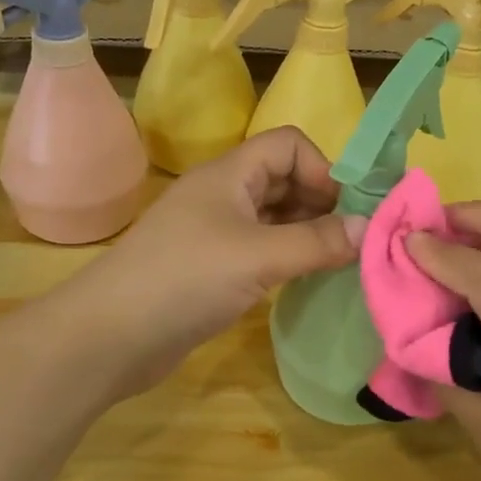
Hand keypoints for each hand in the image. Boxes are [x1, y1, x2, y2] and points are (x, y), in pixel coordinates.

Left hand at [56, 128, 364, 399]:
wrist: (110, 336)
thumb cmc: (185, 280)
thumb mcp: (258, 256)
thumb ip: (317, 242)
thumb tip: (369, 228)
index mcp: (229, 174)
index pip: (288, 145)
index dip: (321, 169)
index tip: (345, 212)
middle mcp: (223, 195)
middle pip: (284, 179)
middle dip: (320, 203)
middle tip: (350, 241)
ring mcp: (215, 232)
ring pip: (274, 216)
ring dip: (306, 232)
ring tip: (337, 262)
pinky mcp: (211, 267)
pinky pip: (261, 248)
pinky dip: (287, 257)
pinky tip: (304, 279)